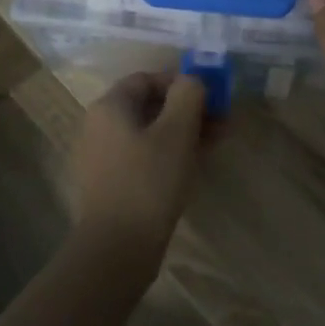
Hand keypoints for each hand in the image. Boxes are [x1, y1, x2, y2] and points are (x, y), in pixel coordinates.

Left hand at [69, 72, 207, 271]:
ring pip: (151, 132)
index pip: (147, 78)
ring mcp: (104, 156)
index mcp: (110, 106)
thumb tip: (192, 79)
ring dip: (185, 132)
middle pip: (150, 106)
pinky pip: (145, 156)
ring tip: (218, 142)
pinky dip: (170, 153)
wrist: (118, 247)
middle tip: (223, 121)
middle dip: (189, 109)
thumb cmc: (149, 180)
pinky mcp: (113, 182)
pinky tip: (196, 163)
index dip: (182, 82)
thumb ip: (188, 95)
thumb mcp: (177, 131)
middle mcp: (101, 126)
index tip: (212, 96)